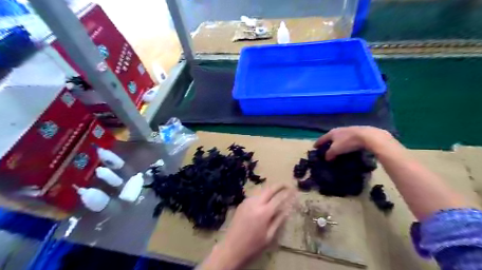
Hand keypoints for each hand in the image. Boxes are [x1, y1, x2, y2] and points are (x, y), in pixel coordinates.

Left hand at [198, 184, 295, 269]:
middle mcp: (255, 203)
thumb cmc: (253, 245)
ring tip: (277, 191)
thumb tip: (287, 209)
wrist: (231, 248)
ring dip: (270, 189)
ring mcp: (247, 202)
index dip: (287, 193)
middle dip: (279, 185)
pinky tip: (265, 199)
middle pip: (269, 189)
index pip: (279, 198)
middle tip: (287, 185)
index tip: (294, 190)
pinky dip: (262, 195)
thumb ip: (278, 220)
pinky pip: (254, 196)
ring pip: (261, 191)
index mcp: (264, 212)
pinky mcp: (242, 204)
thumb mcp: (269, 236)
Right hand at [317, 126, 390, 160]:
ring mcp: (348, 130)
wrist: (368, 136)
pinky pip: (347, 138)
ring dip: (336, 142)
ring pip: (339, 137)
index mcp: (331, 133)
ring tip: (336, 148)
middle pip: (330, 137)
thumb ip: (329, 154)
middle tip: (325, 148)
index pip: (322, 139)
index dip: (317, 143)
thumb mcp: (336, 150)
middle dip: (327, 142)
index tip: (314, 147)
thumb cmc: (348, 142)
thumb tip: (326, 158)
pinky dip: (344, 142)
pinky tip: (347, 147)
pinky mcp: (357, 132)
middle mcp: (338, 130)